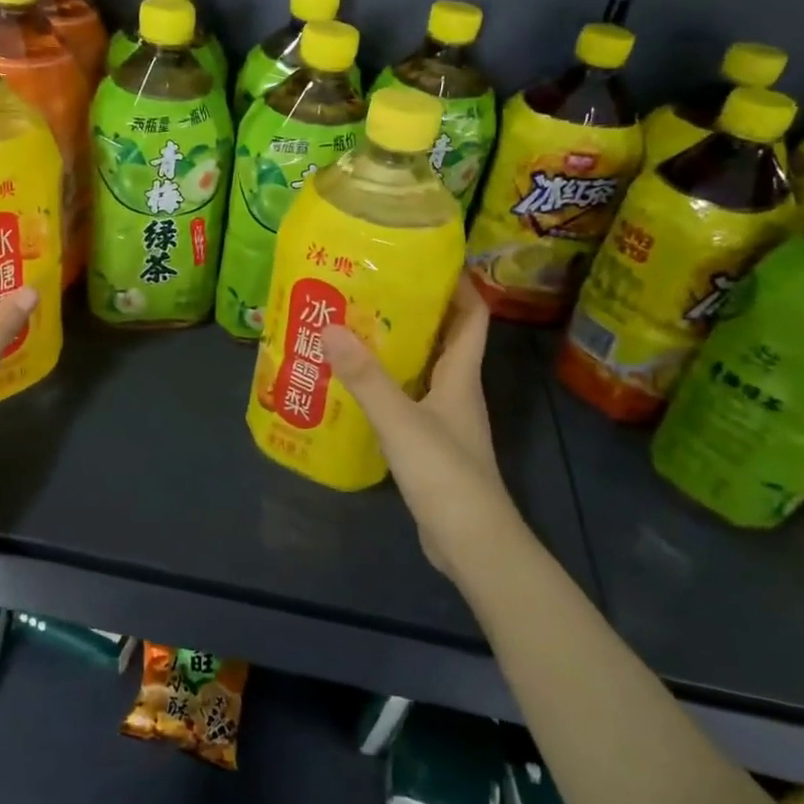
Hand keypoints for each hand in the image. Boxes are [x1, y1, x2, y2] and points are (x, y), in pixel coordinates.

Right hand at [321, 278, 523, 579]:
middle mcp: (456, 391)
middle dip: (415, 311)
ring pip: (423, 371)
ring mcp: (445, 420)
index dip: (459, 285)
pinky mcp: (431, 446)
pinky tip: (354, 389)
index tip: (427, 259)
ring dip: (396, 350)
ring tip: (353, 330)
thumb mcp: (401, 421)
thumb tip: (331, 327)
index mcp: (460, 376)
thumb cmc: (446, 474)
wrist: (472, 543)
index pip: (472, 317)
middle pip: (444, 339)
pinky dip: (387, 387)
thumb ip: (366, 377)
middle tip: (371, 290)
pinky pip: (409, 401)